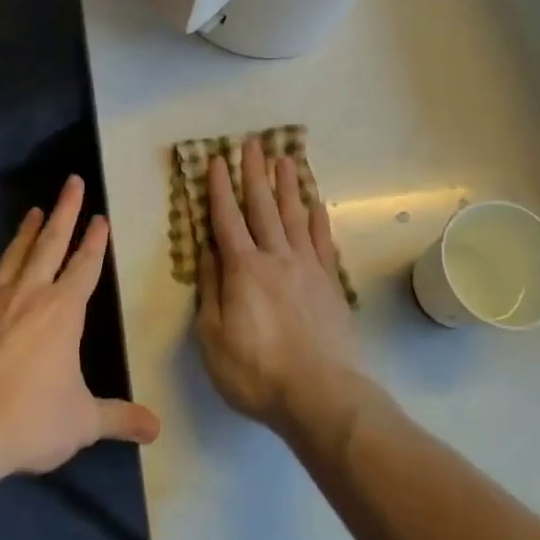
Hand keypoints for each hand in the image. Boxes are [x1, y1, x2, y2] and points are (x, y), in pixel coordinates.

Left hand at [0, 175, 160, 476]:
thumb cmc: (32, 419)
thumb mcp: (83, 422)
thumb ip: (118, 418)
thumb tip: (155, 429)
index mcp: (63, 311)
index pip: (85, 265)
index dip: (95, 240)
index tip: (100, 217)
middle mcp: (29, 294)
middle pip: (50, 243)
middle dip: (64, 211)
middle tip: (72, 182)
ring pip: (13, 256)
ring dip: (26, 232)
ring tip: (33, 211)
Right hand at [194, 138, 376, 444]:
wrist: (322, 396)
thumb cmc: (257, 373)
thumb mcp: (213, 338)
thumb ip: (211, 290)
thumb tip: (209, 252)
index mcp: (243, 269)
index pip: (226, 219)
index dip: (218, 189)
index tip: (215, 160)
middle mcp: (275, 258)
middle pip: (262, 207)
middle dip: (254, 174)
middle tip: (251, 143)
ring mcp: (307, 268)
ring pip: (294, 217)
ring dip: (287, 186)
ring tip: (285, 159)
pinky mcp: (330, 283)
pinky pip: (323, 242)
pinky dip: (318, 220)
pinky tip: (316, 205)